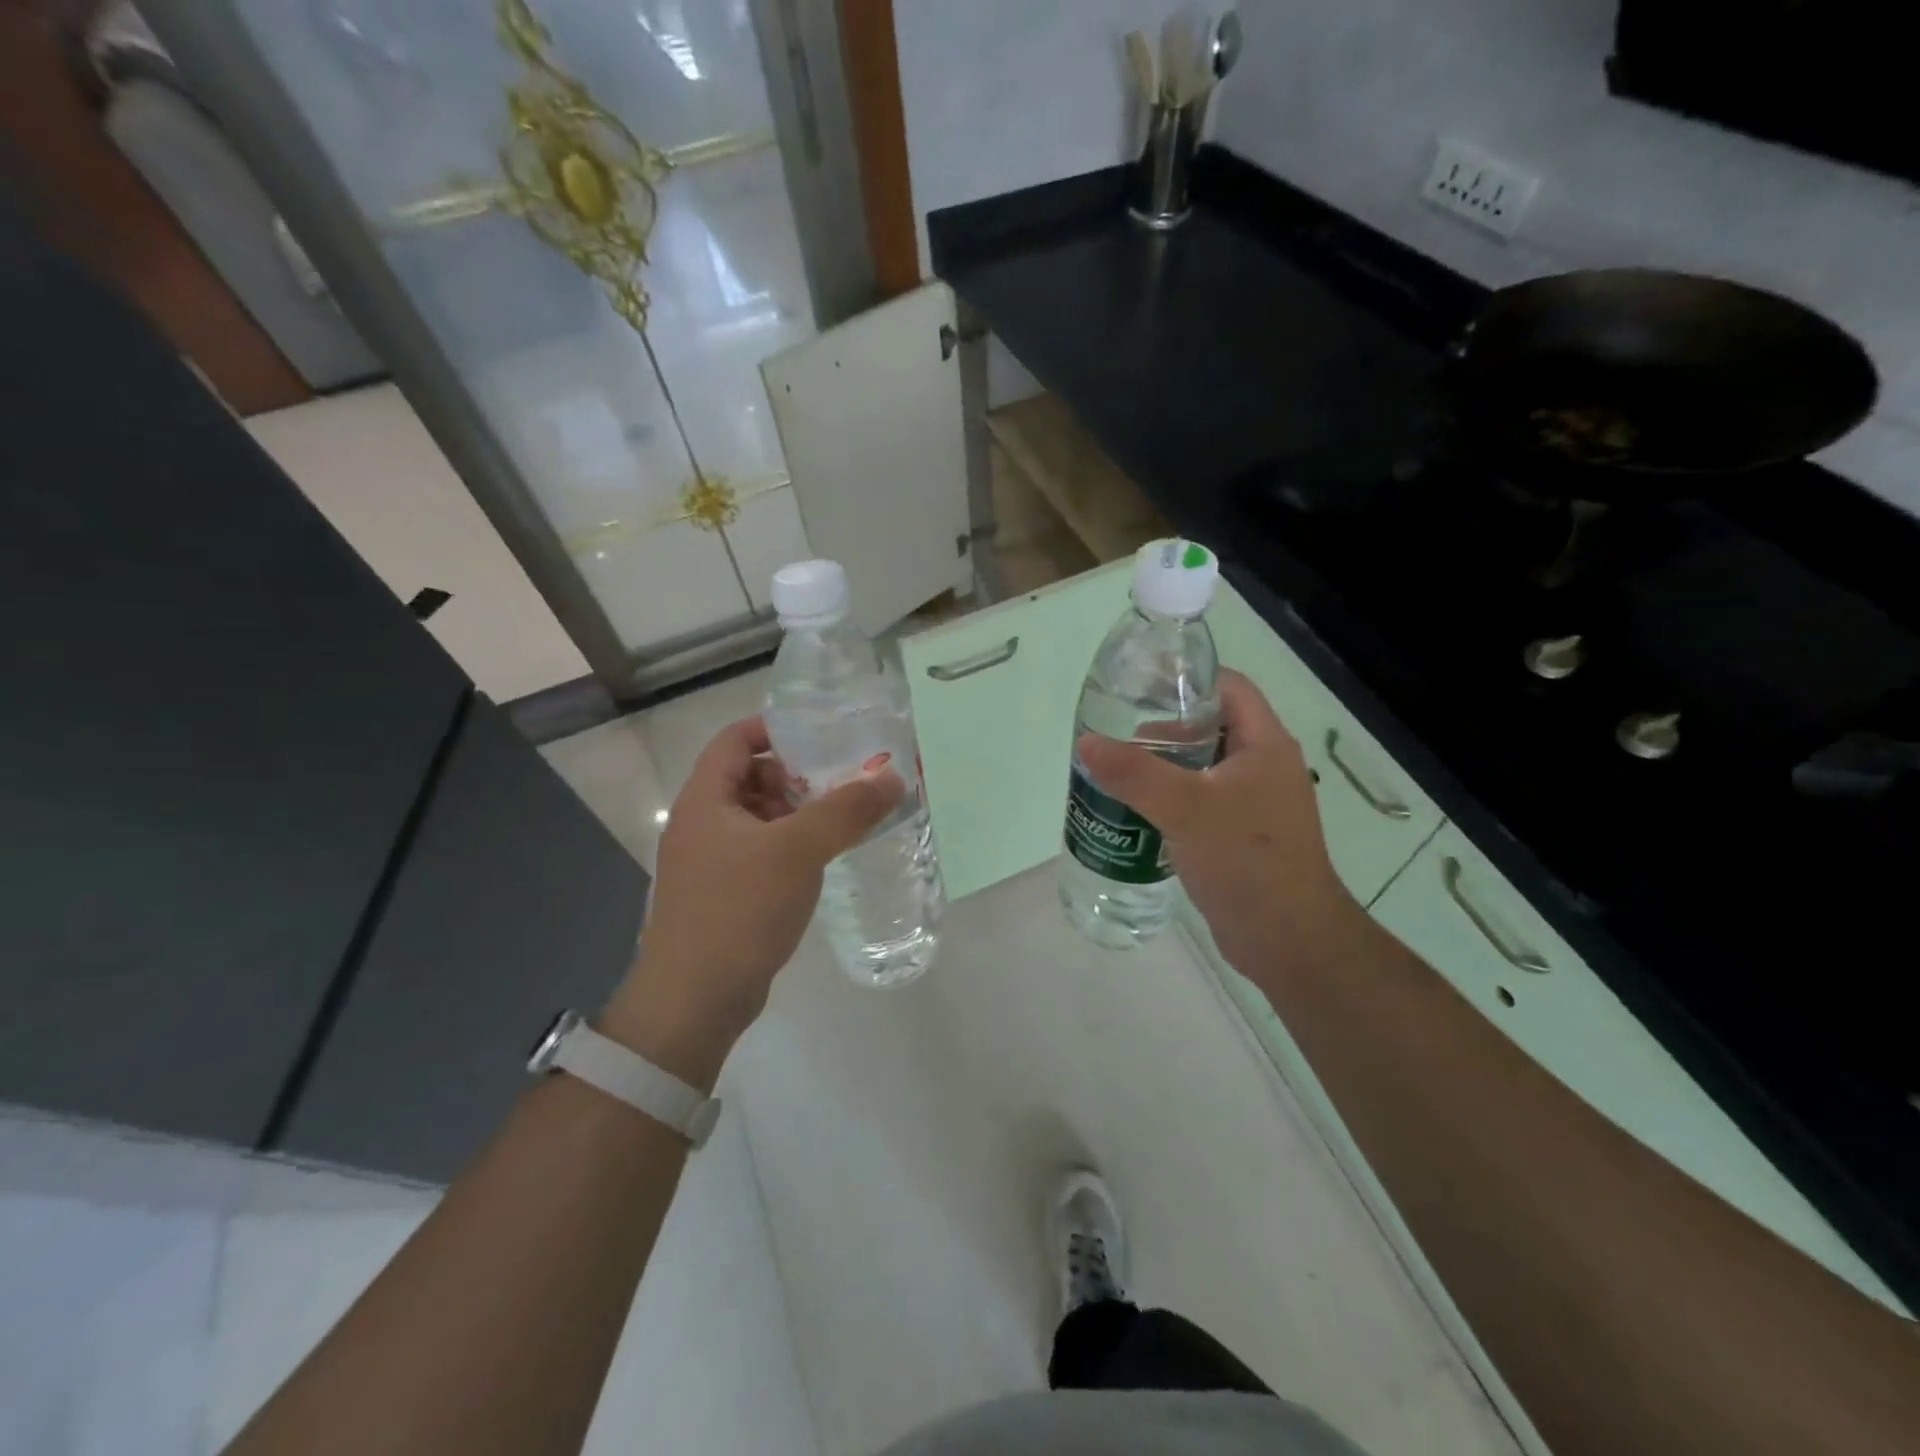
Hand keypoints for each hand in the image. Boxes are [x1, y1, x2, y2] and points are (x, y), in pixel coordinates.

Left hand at [604, 716, 903, 1086]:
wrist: (694, 1001)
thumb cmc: (738, 910)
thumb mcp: (798, 851)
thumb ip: (846, 810)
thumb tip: (892, 776)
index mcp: (704, 800)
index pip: (735, 740)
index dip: (775, 729)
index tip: (822, 736)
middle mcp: (701, 824)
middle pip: (749, 777)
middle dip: (795, 775)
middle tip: (842, 782)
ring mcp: (709, 862)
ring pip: (757, 818)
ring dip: (796, 813)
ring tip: (841, 820)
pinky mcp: (722, 895)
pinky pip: (759, 853)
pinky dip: (789, 847)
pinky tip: (821, 861)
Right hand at [1077, 670, 1365, 979]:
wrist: (1288, 940)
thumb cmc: (1245, 860)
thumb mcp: (1185, 807)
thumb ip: (1133, 772)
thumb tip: (1086, 743)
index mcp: (1265, 745)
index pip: (1228, 687)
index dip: (1187, 679)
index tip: (1140, 686)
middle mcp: (1264, 767)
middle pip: (1211, 727)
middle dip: (1165, 729)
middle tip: (1119, 740)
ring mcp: (1256, 804)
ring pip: (1203, 768)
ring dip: (1164, 768)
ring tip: (1119, 775)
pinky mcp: (1243, 836)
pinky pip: (1202, 803)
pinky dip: (1172, 800)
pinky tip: (1139, 814)